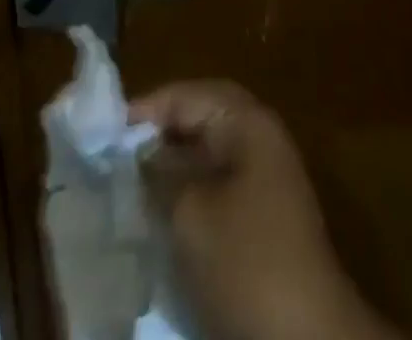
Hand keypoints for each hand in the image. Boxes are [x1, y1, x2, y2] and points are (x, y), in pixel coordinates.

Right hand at [132, 82, 395, 339]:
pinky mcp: (263, 221)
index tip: (105, 132)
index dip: (147, 109)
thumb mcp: (190, 213)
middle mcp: (260, 139)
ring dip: (170, 170)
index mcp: (248, 122)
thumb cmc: (247, 258)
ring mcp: (266, 180)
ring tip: (128, 187)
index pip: (189, 95)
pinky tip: (159, 219)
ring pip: (206, 159)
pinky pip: (216, 190)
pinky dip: (187, 197)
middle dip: (158, 137)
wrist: (306, 338)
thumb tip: (138, 155)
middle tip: (114, 157)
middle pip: (199, 122)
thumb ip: (159, 174)